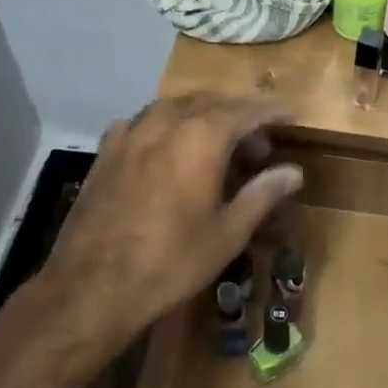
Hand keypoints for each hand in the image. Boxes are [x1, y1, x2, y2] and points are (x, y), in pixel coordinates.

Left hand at [41, 95, 303, 342]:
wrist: (92, 285)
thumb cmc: (171, 262)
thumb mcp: (227, 233)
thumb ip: (262, 195)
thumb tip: (294, 172)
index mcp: (201, 137)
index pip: (246, 111)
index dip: (272, 112)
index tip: (291, 116)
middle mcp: (166, 122)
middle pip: (211, 103)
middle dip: (239, 117)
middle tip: (259, 147)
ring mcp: (131, 132)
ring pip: (175, 107)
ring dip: (202, 117)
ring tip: (217, 146)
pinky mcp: (106, 150)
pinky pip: (144, 122)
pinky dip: (167, 127)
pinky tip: (169, 151)